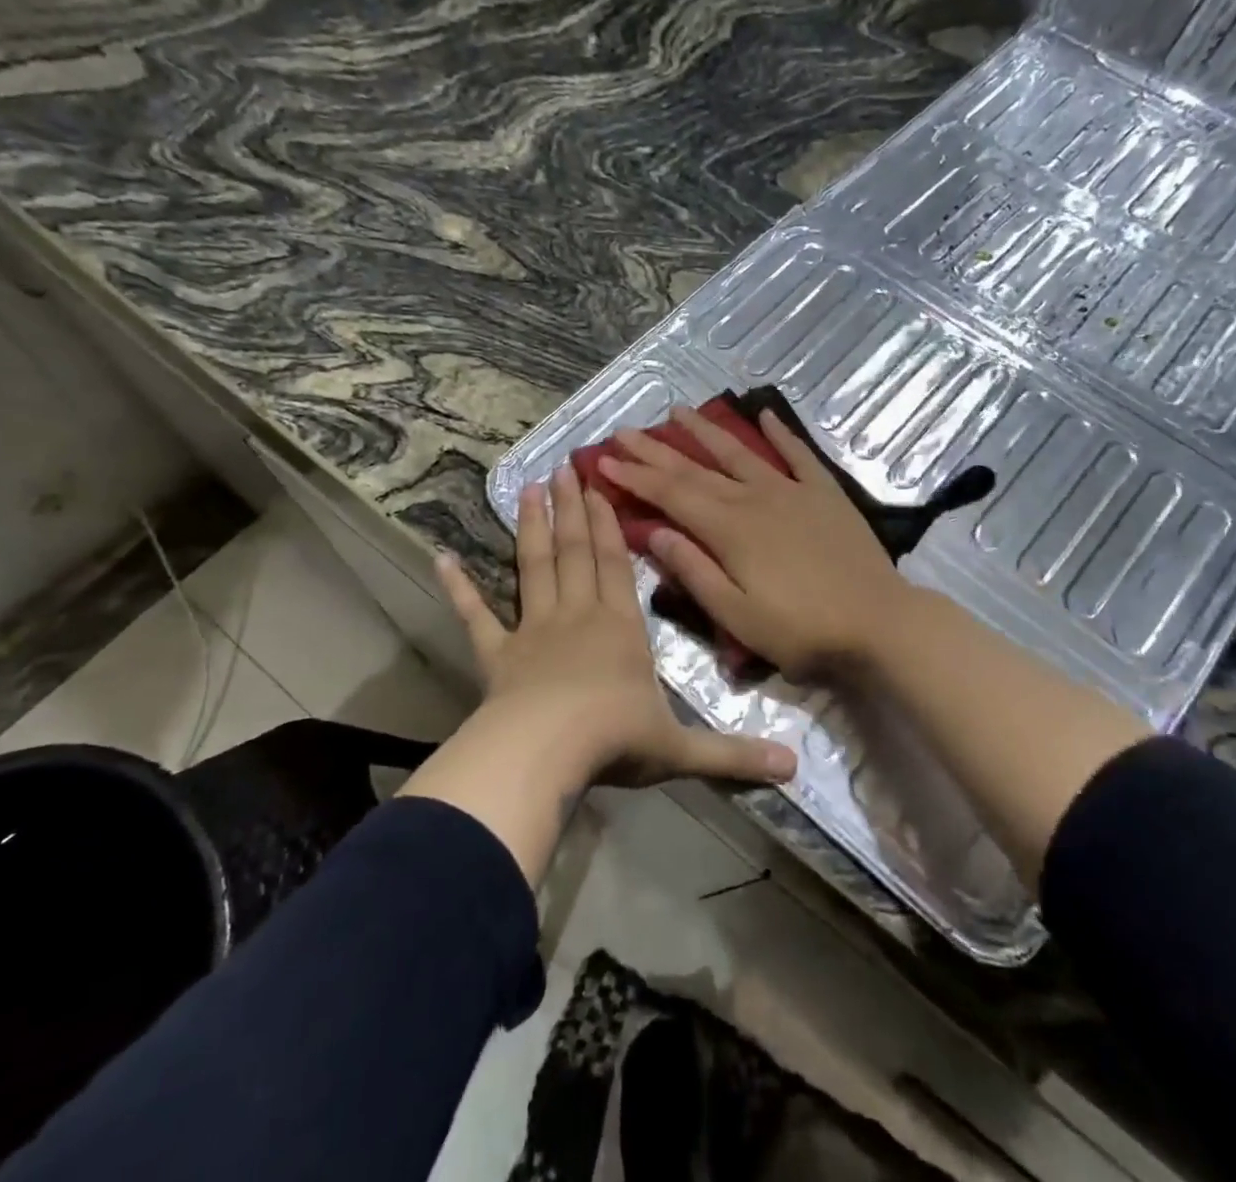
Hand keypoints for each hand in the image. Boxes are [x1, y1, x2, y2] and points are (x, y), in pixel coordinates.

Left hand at [434, 465, 796, 791]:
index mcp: (620, 628)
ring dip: (531, 527)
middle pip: (574, 551)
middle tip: (563, 468)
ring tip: (528, 488)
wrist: (548, 752)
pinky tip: (442, 558)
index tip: (598, 487)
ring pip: (534, 566)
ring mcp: (533, 630)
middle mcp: (577, 616)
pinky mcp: (497, 654)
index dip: (608, 524)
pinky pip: (476, 615)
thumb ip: (734, 755)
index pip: (615, 564)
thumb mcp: (681, 750)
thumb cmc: (616, 740)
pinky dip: (459, 587)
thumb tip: (793, 768)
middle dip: (571, 508)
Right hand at [597, 406, 918, 678]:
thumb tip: (654, 531)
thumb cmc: (802, 630)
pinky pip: (797, 455)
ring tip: (677, 410)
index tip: (604, 460)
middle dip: (655, 450)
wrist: (879, 623)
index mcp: (728, 529)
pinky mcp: (824, 494)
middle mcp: (754, 498)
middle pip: (695, 468)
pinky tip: (764, 414)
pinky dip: (779, 434)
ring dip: (705, 430)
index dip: (635, 476)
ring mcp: (791, 491)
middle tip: (623, 432)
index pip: (671, 494)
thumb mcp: (737, 615)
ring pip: (738, 452)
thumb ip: (694, 571)